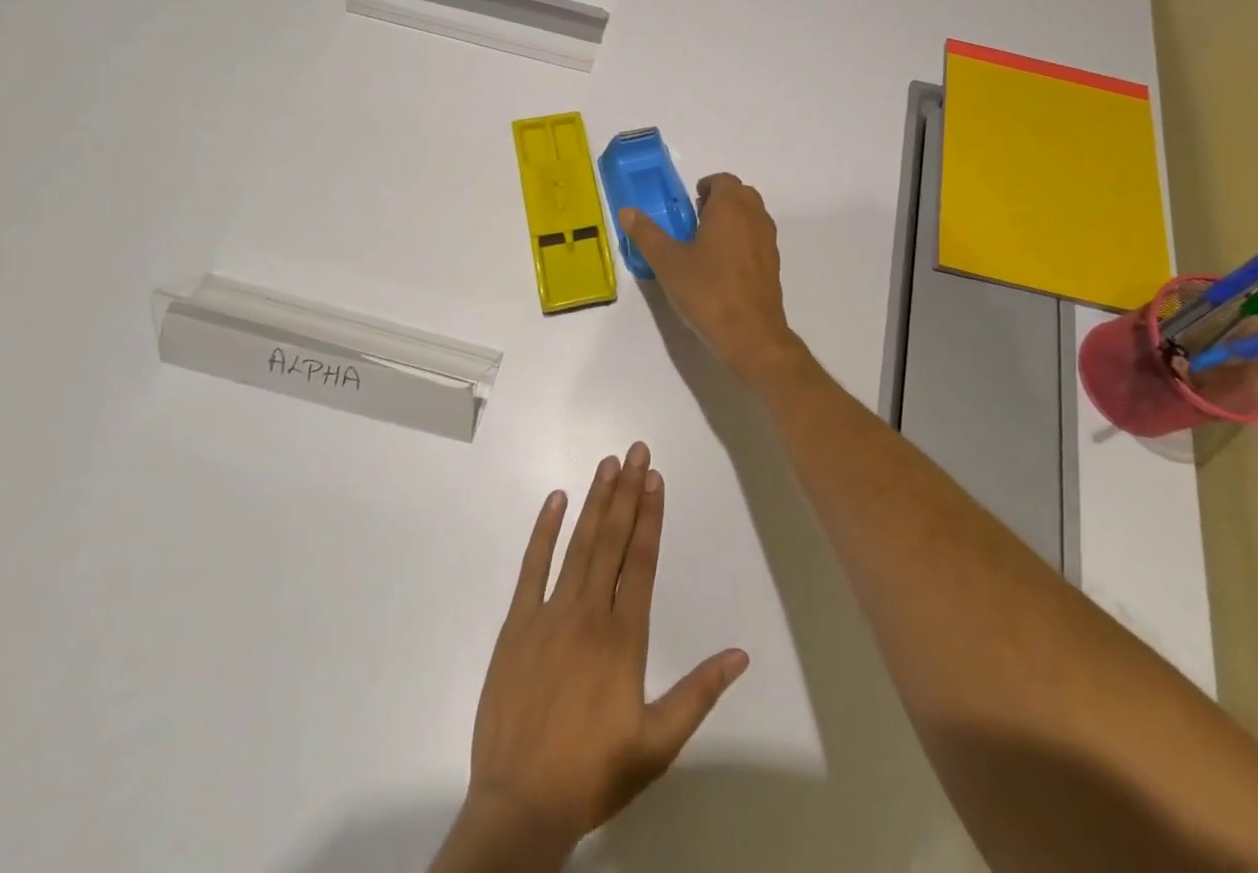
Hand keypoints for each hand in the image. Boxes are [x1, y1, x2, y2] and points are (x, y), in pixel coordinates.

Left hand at [442, 444, 748, 868]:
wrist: (520, 807)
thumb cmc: (594, 772)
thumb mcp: (657, 743)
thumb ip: (698, 693)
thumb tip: (741, 655)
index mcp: (624, 638)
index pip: (641, 561)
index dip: (650, 515)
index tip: (655, 478)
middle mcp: (589, 614)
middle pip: (611, 540)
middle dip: (626, 492)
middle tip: (635, 451)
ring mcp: (549, 615)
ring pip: (578, 545)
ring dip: (595, 502)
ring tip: (607, 464)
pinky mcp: (516, 626)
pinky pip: (531, 568)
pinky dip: (544, 531)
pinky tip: (555, 500)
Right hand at [619, 174, 799, 376]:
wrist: (750, 334)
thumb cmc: (707, 291)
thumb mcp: (667, 262)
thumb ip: (646, 233)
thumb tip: (627, 211)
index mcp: (731, 208)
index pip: (723, 180)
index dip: (706, 187)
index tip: (689, 203)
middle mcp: (755, 217)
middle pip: (741, 195)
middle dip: (720, 201)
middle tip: (695, 220)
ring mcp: (768, 241)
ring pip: (752, 217)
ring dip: (732, 220)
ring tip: (706, 244)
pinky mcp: (773, 265)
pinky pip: (757, 239)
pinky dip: (742, 241)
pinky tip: (722, 268)